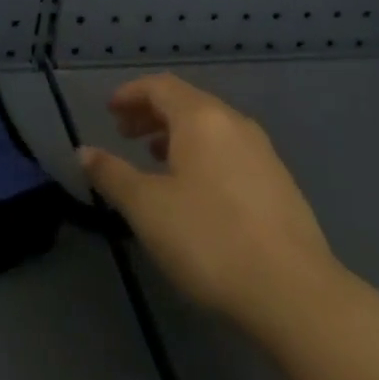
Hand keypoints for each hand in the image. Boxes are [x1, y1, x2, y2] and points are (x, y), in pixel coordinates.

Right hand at [80, 74, 343, 330]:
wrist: (294, 293)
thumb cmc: (210, 240)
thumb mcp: (147, 208)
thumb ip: (113, 175)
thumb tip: (84, 151)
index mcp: (201, 118)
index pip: (160, 86)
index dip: (131, 94)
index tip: (109, 110)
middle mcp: (234, 123)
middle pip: (186, 102)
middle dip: (151, 113)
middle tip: (124, 133)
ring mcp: (262, 151)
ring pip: (210, 127)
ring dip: (177, 135)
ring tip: (154, 158)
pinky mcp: (279, 182)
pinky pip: (230, 150)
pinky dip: (202, 154)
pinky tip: (195, 189)